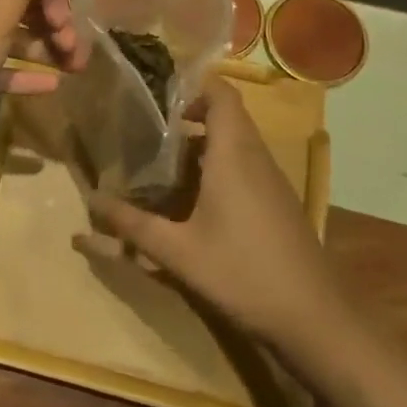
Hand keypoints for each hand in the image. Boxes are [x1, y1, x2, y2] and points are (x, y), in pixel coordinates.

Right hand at [85, 76, 334, 348]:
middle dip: (190, 115)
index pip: (221, 93)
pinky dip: (220, 166)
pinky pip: (247, 165)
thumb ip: (132, 226)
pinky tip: (196, 200)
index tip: (158, 96)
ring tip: (165, 162)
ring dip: (204, 143)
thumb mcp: (178, 252)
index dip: (193, 85)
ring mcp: (273, 180)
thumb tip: (91, 202)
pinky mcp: (279, 203)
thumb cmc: (243, 273)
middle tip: (152, 131)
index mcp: (233, 153)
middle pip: (227, 115)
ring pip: (237, 142)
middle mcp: (256, 157)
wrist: (315, 320)